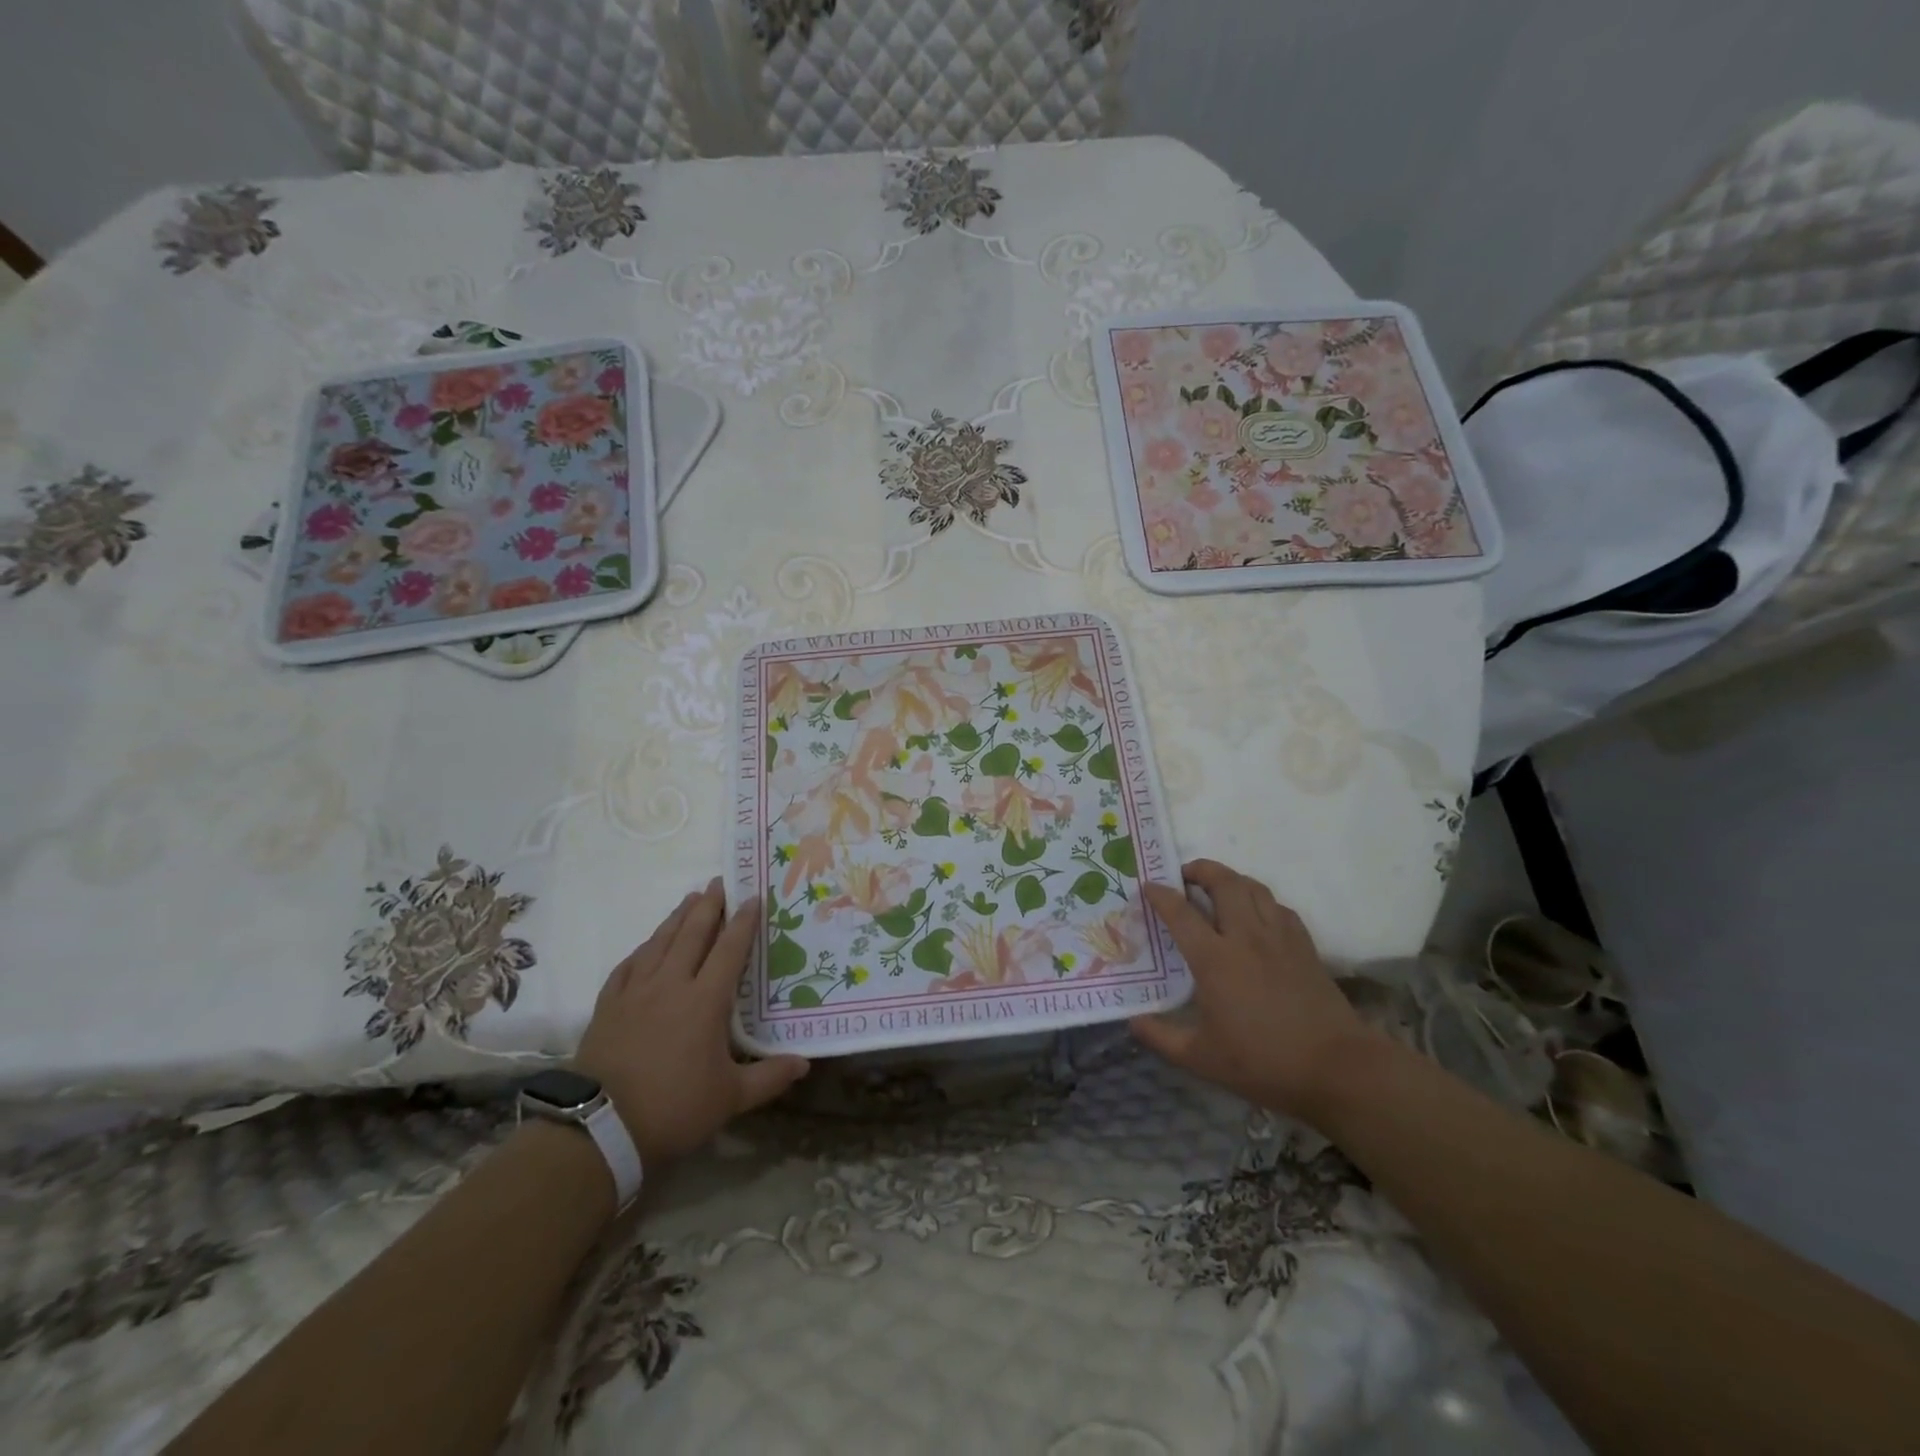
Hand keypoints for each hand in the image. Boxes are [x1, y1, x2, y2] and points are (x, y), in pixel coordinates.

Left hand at [574, 878, 809, 1167]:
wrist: (600, 1129)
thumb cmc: (673, 1108)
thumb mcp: (730, 1098)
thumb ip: (769, 1077)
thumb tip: (805, 1064)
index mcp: (705, 1000)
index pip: (729, 949)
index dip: (743, 921)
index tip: (753, 897)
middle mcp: (671, 984)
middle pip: (692, 934)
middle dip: (709, 905)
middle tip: (719, 881)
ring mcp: (635, 992)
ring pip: (659, 942)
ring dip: (677, 917)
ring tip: (690, 898)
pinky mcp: (608, 1005)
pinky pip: (629, 965)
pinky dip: (643, 949)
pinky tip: (648, 945)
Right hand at [1131, 860, 1382, 1125]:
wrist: (1337, 1069)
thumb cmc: (1263, 1063)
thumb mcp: (1201, 1059)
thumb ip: (1161, 1037)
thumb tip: (1133, 1021)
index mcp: (1214, 959)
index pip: (1180, 912)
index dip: (1160, 894)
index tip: (1147, 886)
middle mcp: (1246, 937)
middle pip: (1223, 882)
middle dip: (1200, 869)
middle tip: (1184, 876)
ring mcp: (1279, 938)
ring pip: (1253, 887)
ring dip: (1231, 879)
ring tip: (1217, 888)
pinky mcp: (1305, 946)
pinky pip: (1278, 907)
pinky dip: (1260, 901)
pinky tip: (1256, 916)